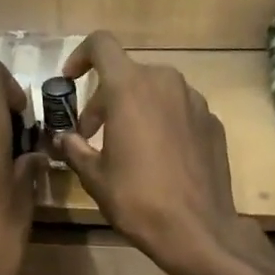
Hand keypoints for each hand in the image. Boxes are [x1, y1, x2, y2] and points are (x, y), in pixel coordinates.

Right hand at [50, 33, 270, 274]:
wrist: (197, 229)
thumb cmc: (137, 200)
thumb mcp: (94, 177)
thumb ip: (74, 149)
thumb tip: (62, 138)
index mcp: (131, 88)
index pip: (101, 46)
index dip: (80, 57)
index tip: (70, 80)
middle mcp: (166, 82)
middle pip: (127, 74)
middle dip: (104, 98)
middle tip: (91, 134)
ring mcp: (195, 101)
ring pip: (155, 91)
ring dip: (134, 109)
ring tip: (125, 147)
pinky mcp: (212, 122)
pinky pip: (179, 111)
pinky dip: (161, 123)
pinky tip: (158, 159)